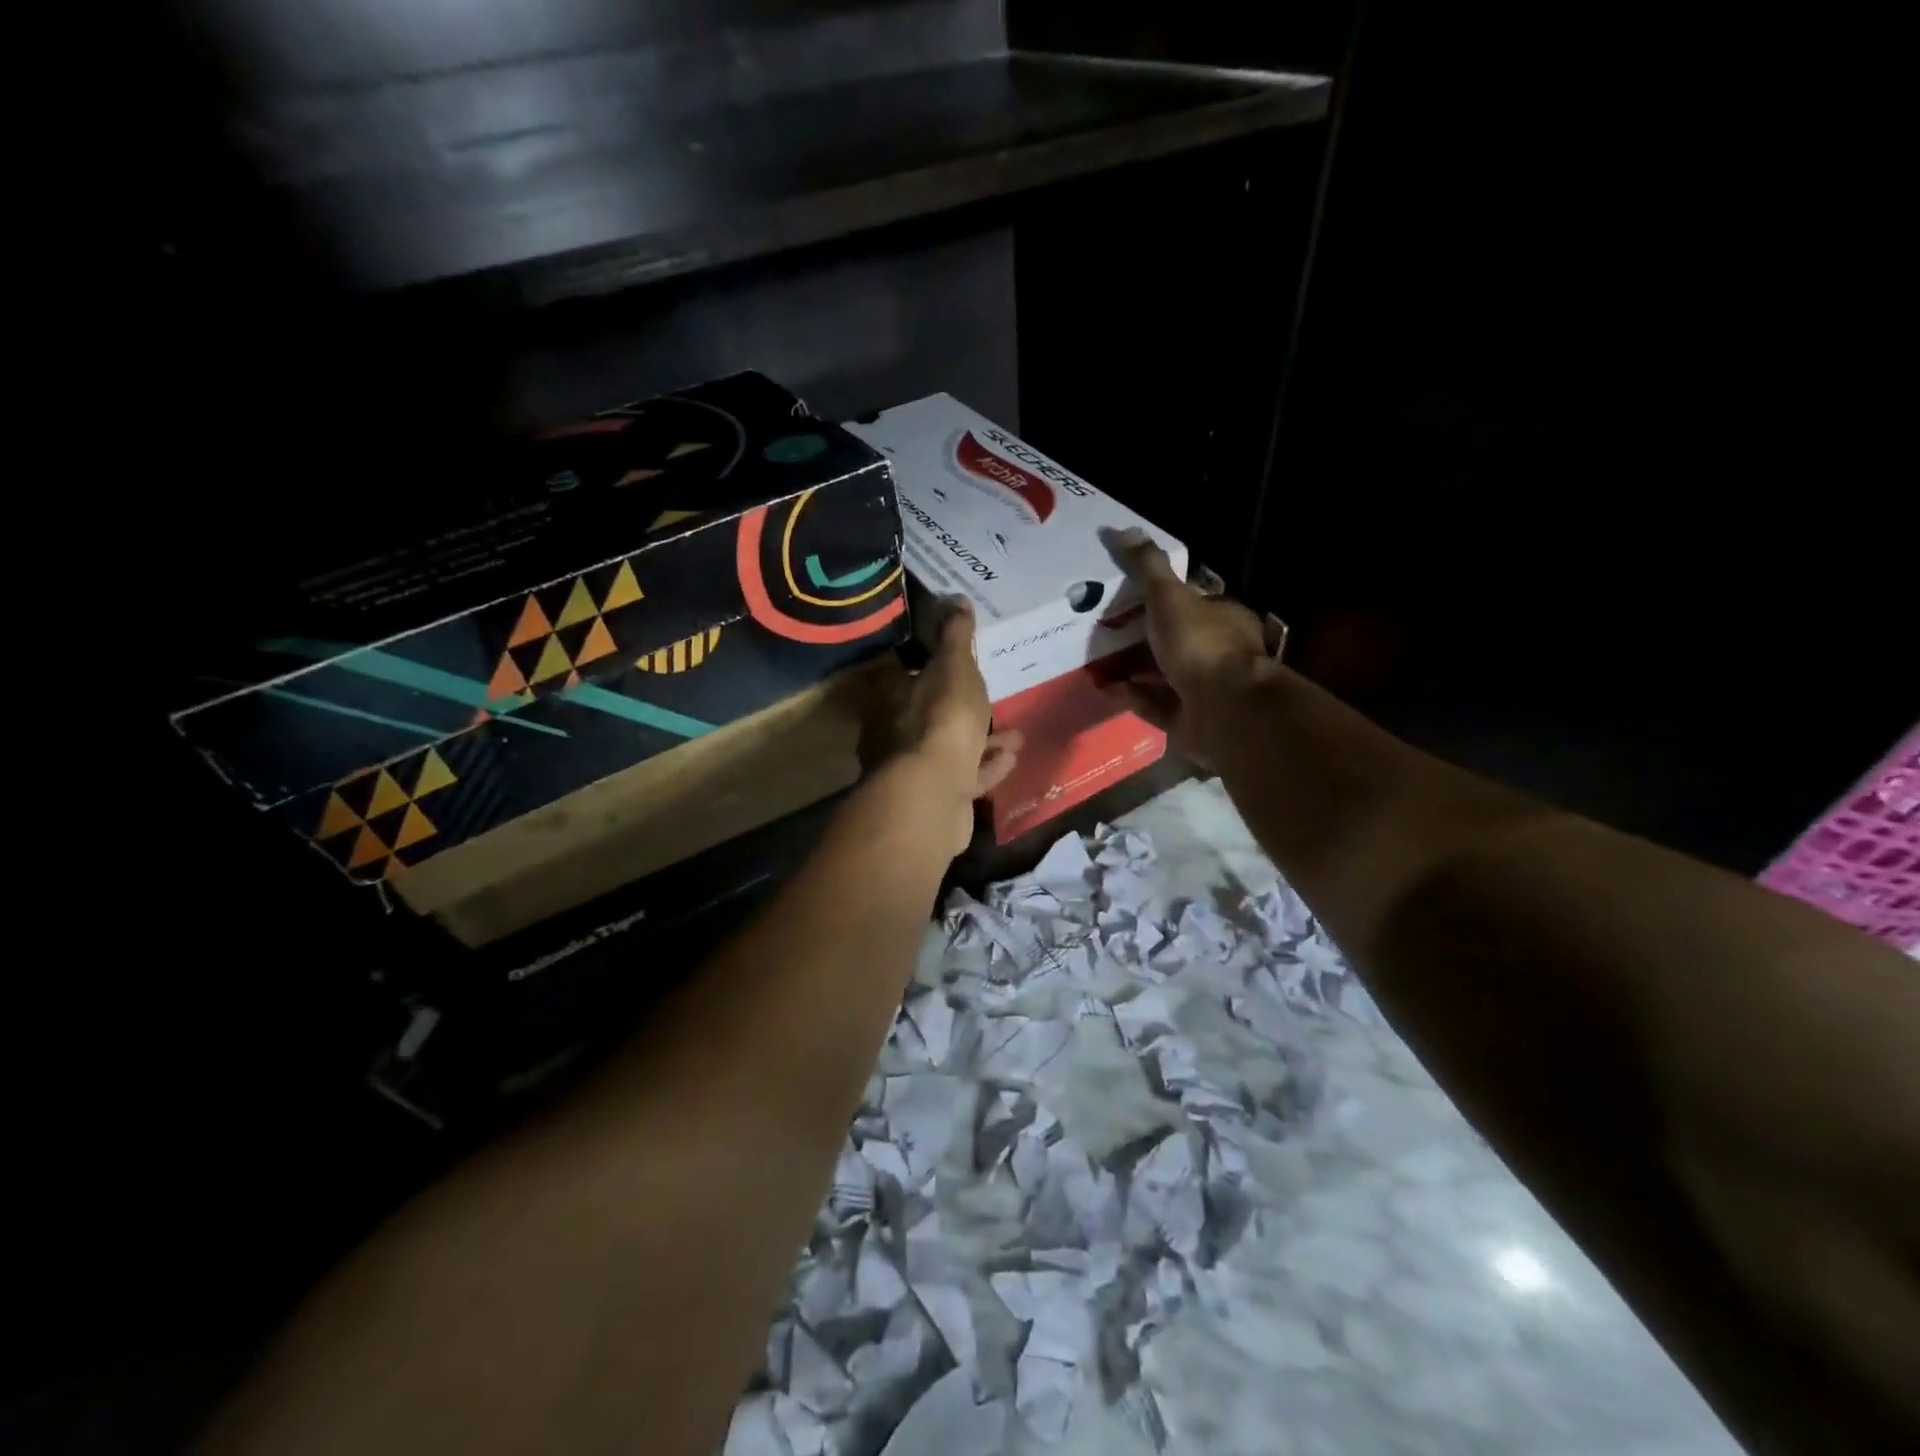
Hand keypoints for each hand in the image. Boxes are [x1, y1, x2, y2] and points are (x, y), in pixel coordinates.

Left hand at [860, 598, 1022, 856]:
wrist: (932, 795)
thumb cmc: (941, 720)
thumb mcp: (955, 668)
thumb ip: (956, 636)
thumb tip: (956, 598)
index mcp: (891, 697)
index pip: (907, 675)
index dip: (935, 670)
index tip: (963, 667)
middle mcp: (894, 733)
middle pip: (930, 715)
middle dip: (965, 709)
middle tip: (994, 701)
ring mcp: (911, 771)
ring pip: (950, 749)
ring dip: (983, 740)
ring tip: (1015, 734)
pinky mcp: (932, 800)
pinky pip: (963, 777)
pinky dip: (985, 767)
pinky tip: (1010, 759)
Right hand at [1106, 529, 1272, 770]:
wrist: (1226, 711)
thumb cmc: (1201, 645)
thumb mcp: (1170, 597)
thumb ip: (1147, 567)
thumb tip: (1121, 529)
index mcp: (1221, 618)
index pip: (1189, 601)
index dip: (1157, 598)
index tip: (1122, 597)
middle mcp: (1216, 652)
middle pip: (1172, 639)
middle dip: (1138, 636)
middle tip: (1100, 630)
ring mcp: (1203, 689)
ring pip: (1161, 674)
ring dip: (1130, 668)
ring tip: (1094, 660)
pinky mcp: (1187, 719)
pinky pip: (1153, 704)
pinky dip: (1131, 695)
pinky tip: (1106, 688)